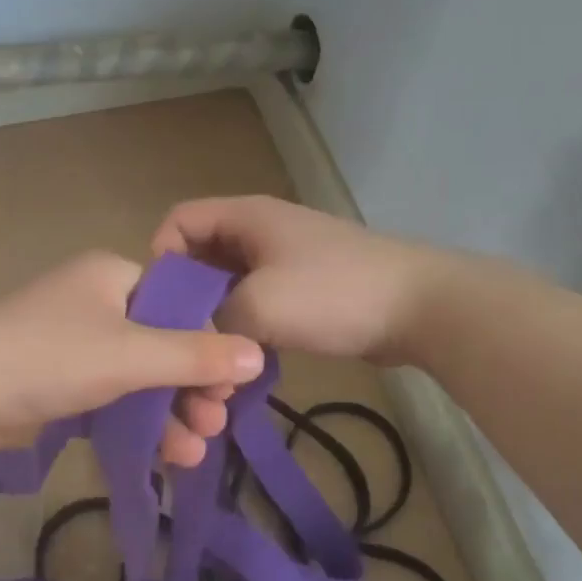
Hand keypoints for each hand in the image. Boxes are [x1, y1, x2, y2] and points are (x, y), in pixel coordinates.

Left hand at [0, 252, 264, 466]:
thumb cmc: (52, 356)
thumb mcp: (132, 355)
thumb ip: (196, 356)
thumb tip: (259, 356)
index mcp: (114, 276)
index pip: (179, 304)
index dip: (209, 343)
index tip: (230, 386)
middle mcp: (96, 303)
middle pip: (161, 344)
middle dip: (191, 388)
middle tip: (217, 424)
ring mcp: (73, 343)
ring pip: (137, 376)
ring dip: (168, 413)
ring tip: (194, 453)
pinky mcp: (57, 381)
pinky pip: (110, 397)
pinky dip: (135, 422)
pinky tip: (163, 454)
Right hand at [151, 196, 447, 364]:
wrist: (421, 307)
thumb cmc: (333, 294)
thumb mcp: (258, 306)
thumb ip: (210, 320)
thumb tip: (190, 341)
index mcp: (245, 217)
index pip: (178, 221)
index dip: (160, 259)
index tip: (160, 307)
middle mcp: (260, 231)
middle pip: (200, 258)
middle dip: (187, 301)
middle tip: (184, 344)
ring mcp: (284, 260)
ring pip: (228, 287)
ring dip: (217, 322)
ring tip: (215, 363)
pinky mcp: (303, 290)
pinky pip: (256, 304)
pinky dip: (245, 329)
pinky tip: (246, 362)